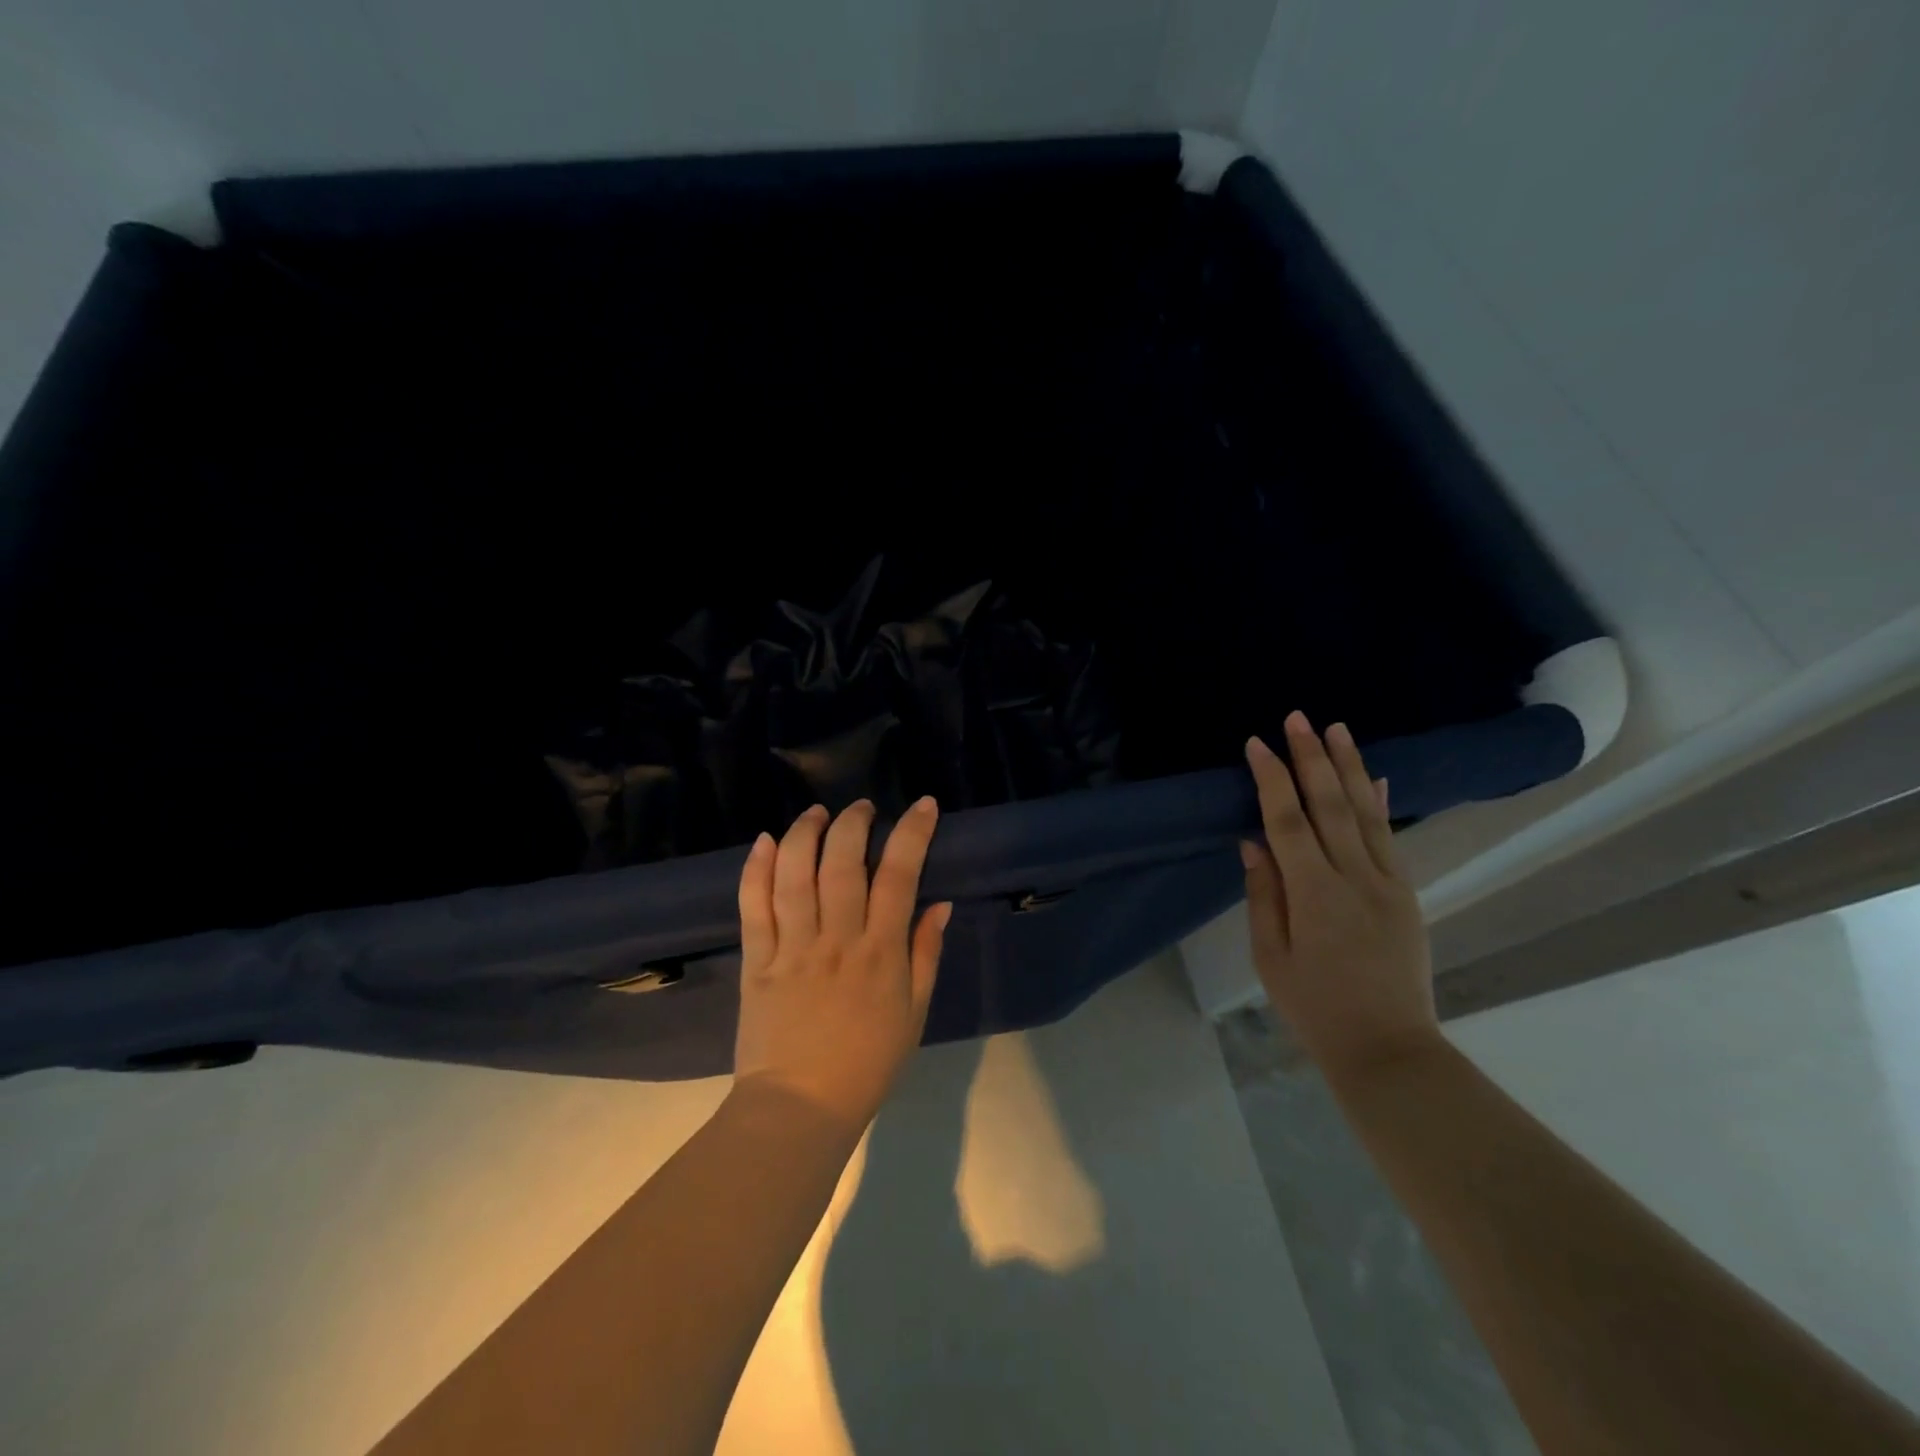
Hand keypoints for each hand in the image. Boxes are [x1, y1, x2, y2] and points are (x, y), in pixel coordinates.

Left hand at [732, 797, 951, 1133]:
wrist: (800, 1108)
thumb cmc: (868, 1063)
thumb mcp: (914, 1013)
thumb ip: (926, 954)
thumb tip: (940, 903)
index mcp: (880, 953)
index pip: (899, 876)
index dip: (912, 834)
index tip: (922, 805)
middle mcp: (836, 940)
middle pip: (842, 864)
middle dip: (853, 824)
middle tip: (861, 807)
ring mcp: (792, 948)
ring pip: (795, 876)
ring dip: (805, 834)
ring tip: (815, 813)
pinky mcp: (757, 961)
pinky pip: (753, 907)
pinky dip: (756, 870)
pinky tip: (764, 841)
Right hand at [1241, 712, 1438, 1087]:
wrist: (1388, 1049)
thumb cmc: (1314, 1007)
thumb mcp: (1270, 956)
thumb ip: (1263, 894)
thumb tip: (1253, 842)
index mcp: (1314, 895)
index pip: (1287, 821)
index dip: (1271, 779)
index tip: (1257, 744)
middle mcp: (1355, 878)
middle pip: (1330, 805)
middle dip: (1311, 757)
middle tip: (1297, 717)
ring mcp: (1388, 884)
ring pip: (1366, 812)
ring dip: (1349, 766)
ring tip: (1336, 728)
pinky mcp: (1406, 894)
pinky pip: (1391, 838)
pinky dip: (1381, 803)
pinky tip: (1375, 777)